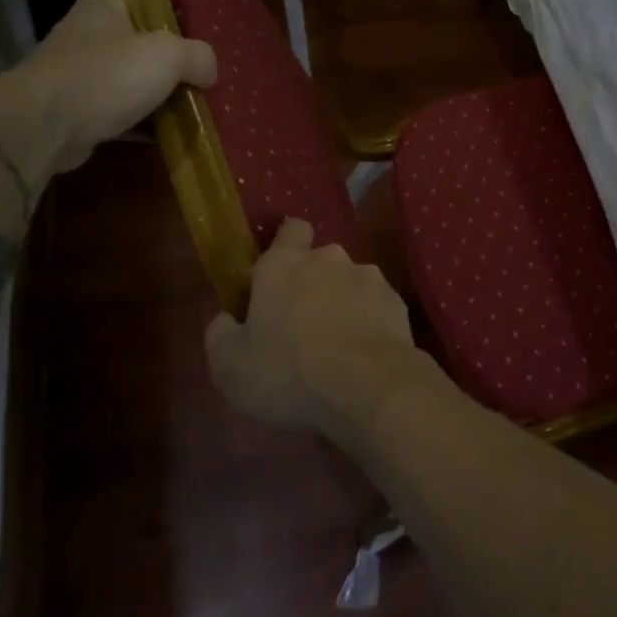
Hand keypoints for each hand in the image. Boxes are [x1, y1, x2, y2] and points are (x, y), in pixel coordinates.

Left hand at [3, 0, 216, 174]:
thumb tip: (209, 70)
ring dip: (151, 78)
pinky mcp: (77, 111)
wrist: (41, 130)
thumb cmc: (103, 75)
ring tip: (189, 86)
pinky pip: (119, 109)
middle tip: (192, 39)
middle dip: (155, 32)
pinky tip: (170, 127)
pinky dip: (143, 117)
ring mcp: (77, 74)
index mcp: (100, 6)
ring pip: (122, 69)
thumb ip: (196, 56)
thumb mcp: (166, 55)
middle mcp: (85, 35)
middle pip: (122, 23)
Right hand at [206, 219, 424, 435]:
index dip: (286, 243)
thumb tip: (225, 318)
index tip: (279, 272)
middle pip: (320, 261)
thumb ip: (220, 334)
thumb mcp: (230, 367)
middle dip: (313, 283)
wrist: (368, 387)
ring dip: (342, 303)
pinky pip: (375, 306)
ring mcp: (368, 277)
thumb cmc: (289, 372)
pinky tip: (363, 354)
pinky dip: (369, 321)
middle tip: (302, 324)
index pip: (290, 229)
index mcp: (283, 265)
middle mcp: (329, 259)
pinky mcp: (396, 301)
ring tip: (337, 344)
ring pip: (350, 283)